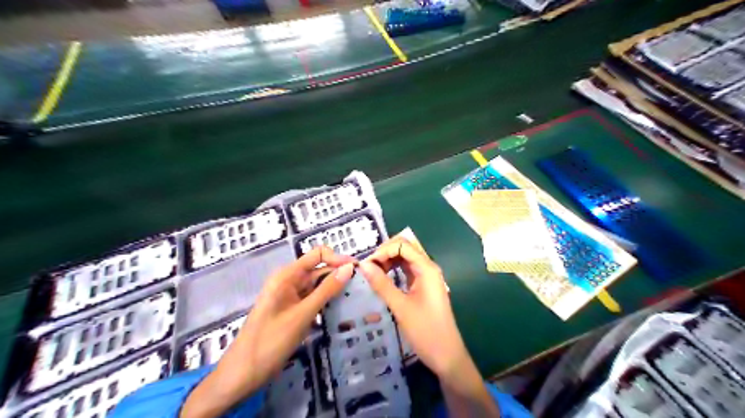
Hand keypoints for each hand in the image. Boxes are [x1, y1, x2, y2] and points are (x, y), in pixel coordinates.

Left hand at [179, 249, 353, 416]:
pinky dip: (327, 302)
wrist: (243, 373)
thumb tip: (349, 268)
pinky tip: (342, 309)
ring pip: (318, 286)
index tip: (357, 271)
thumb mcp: (302, 314)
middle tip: (363, 287)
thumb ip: (326, 290)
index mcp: (287, 275)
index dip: (338, 259)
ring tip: (358, 298)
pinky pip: (314, 300)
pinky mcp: (294, 311)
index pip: (318, 254)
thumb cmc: (270, 341)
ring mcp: (292, 297)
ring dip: (335, 290)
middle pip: (320, 269)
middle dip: (339, 275)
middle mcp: (290, 281)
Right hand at [357, 238, 462, 378]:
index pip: (402, 245)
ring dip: (388, 261)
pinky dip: (393, 270)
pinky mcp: (423, 287)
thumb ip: (382, 284)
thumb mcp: (400, 307)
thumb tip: (363, 265)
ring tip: (372, 273)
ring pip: (404, 259)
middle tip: (367, 268)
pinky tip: (382, 278)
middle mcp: (428, 268)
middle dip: (385, 253)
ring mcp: (426, 277)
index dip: (383, 250)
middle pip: (404, 248)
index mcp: (427, 268)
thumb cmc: (425, 331)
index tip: (366, 265)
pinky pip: (406, 270)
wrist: (447, 356)